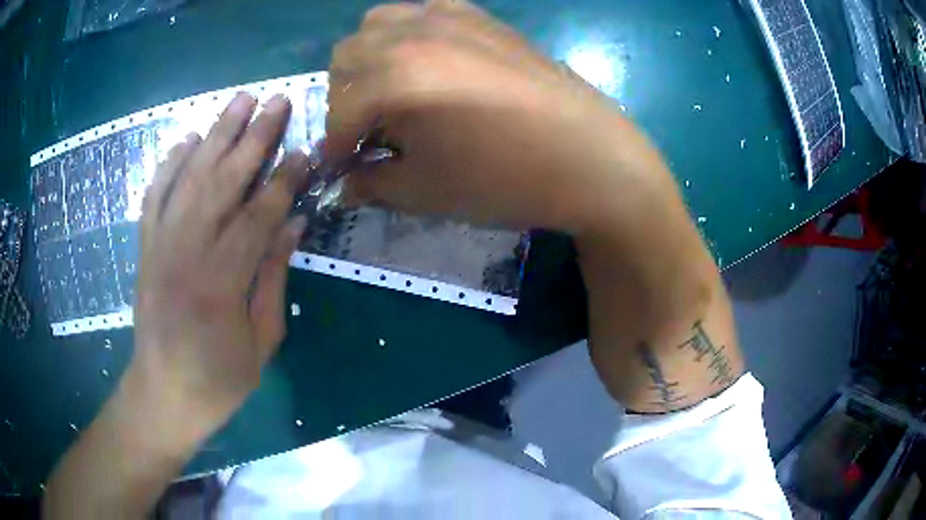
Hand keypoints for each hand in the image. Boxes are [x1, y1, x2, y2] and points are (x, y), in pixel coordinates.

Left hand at [129, 93, 308, 427]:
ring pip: (189, 177)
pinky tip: (187, 139)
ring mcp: (160, 244)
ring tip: (239, 100)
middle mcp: (187, 251)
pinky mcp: (144, 246)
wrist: (163, 393)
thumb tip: (291, 225)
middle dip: (254, 137)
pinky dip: (169, 163)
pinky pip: (155, 194)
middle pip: (223, 181)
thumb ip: (273, 278)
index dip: (284, 179)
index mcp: (222, 282)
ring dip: (216, 134)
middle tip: (277, 101)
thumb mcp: (260, 342)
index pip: (258, 215)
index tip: (305, 150)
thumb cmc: (219, 379)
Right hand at [328, 0, 666, 232]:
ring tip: (394, 93)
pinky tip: (432, 65)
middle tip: (369, 130)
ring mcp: (450, 17)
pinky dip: (409, 36)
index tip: (343, 169)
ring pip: (378, 25)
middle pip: (346, 57)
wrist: (590, 158)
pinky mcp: (481, 16)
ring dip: (370, 60)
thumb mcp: (425, 192)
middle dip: (346, 97)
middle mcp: (413, 34)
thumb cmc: (504, 180)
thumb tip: (342, 185)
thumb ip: (372, 184)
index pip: (338, 111)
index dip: (335, 146)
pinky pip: (423, 13)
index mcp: (394, 78)